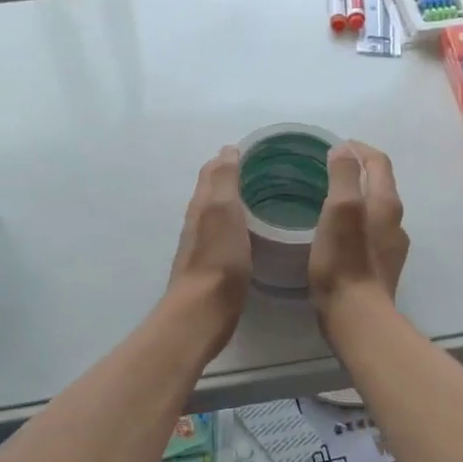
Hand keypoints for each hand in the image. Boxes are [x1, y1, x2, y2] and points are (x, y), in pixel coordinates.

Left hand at [165, 146, 250, 358]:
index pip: (212, 170)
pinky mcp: (212, 267)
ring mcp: (202, 245)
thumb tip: (226, 149)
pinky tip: (253, 233)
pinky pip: (225, 236)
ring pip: (218, 214)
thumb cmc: (219, 259)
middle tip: (264, 171)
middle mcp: (198, 221)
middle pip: (213, 191)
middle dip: (232, 177)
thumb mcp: (224, 210)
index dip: (229, 157)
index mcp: (202, 204)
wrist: (203, 312)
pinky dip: (237, 226)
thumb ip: (224, 179)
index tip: (256, 150)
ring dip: (234, 202)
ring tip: (262, 198)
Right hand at [309, 142, 408, 320]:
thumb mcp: (339, 210)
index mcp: (386, 202)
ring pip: (375, 209)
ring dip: (356, 198)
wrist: (357, 316)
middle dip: (356, 171)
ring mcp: (391, 246)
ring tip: (327, 201)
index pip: (378, 161)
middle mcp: (395, 220)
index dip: (357, 148)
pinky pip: (370, 232)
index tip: (333, 146)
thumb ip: (343, 176)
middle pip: (379, 184)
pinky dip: (355, 222)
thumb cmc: (343, 261)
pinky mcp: (382, 267)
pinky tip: (336, 234)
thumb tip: (343, 150)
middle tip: (325, 170)